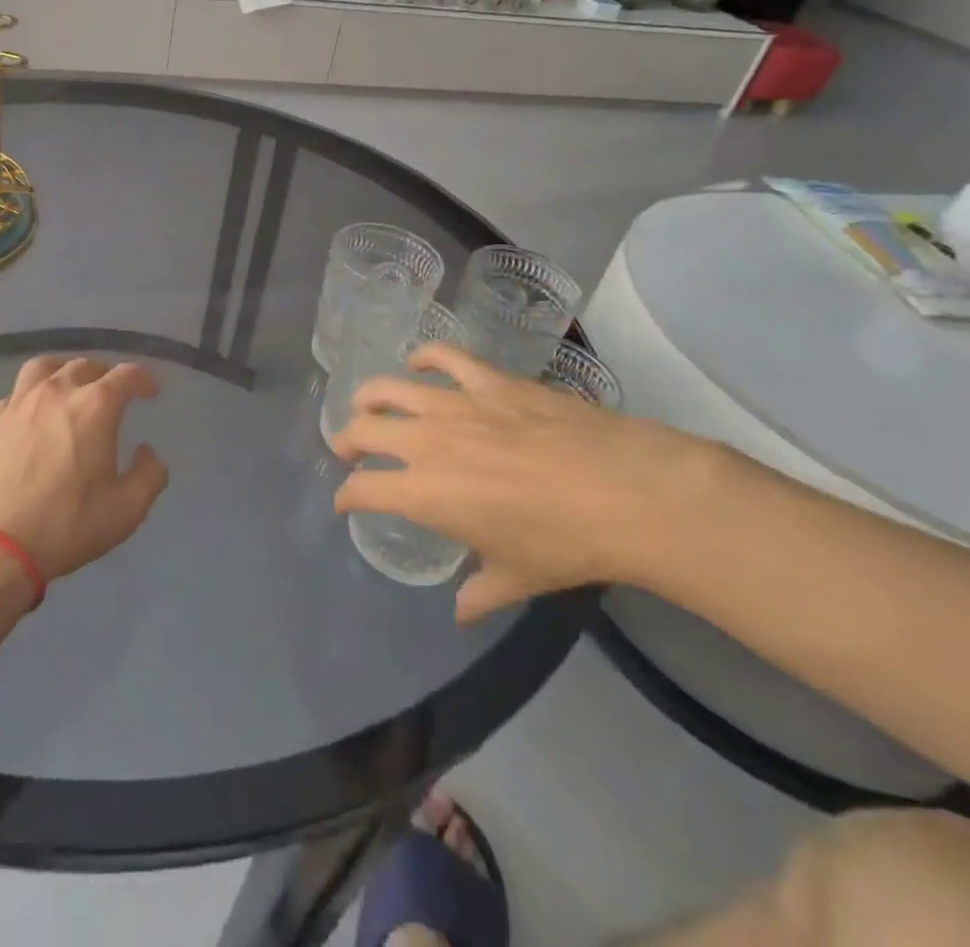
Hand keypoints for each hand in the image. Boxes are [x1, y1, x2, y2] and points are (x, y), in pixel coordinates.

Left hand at [0, 356, 169, 580]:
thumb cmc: (66, 525)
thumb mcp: (126, 510)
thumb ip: (149, 475)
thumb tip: (147, 452)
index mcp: (95, 406)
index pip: (127, 375)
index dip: (143, 379)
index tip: (150, 391)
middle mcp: (57, 391)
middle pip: (85, 365)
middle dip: (106, 374)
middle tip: (113, 393)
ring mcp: (20, 403)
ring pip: (45, 367)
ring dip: (65, 370)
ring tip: (70, 385)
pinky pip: (17, 392)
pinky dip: (33, 394)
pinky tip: (35, 413)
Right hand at [332, 343, 726, 622]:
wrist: (623, 492)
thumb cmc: (564, 544)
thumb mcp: (518, 578)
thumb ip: (480, 593)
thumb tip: (462, 611)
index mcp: (424, 493)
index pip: (363, 490)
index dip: (347, 496)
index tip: (345, 501)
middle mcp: (426, 442)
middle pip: (364, 430)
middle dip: (347, 440)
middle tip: (348, 449)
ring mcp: (455, 404)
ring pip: (389, 388)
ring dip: (370, 397)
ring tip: (367, 404)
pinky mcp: (489, 381)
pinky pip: (444, 357)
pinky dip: (424, 357)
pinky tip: (419, 363)